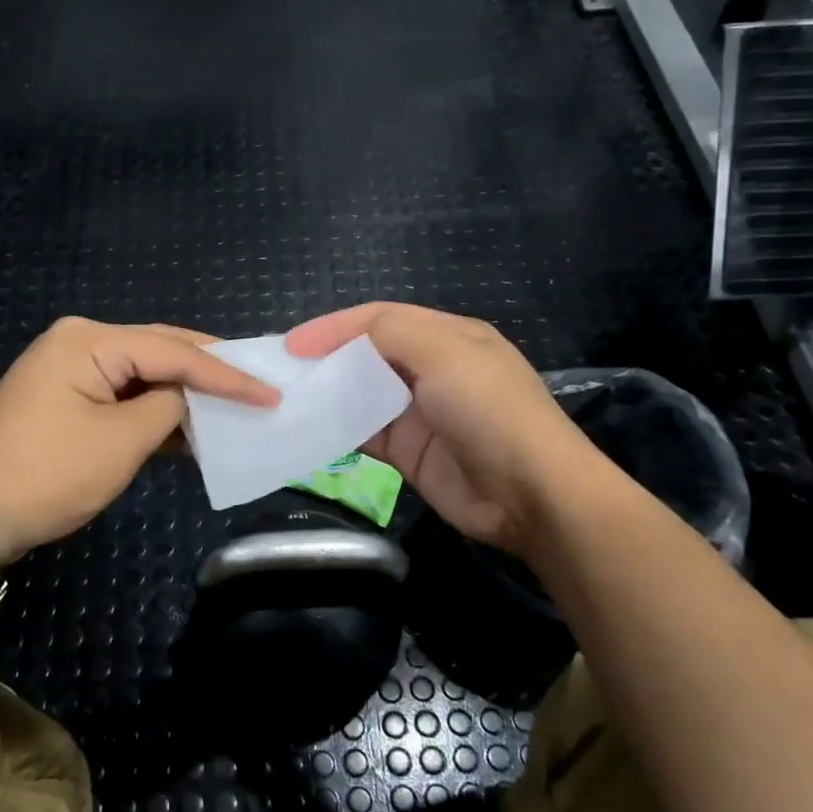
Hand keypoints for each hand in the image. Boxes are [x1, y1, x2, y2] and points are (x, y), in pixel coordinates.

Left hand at [0, 317, 278, 563]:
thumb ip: (170, 409)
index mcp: (91, 340)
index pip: (175, 351)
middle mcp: (81, 342)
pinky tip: (191, 428)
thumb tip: (193, 399)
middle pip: (160, 351)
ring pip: (144, 375)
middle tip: (259, 385)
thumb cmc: (47, 474)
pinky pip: (124, 395)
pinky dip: (157, 411)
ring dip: (185, 394)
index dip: (227, 375)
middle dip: (209, 373)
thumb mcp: (121, 442)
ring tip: (236, 405)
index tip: (271, 393)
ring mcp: (71, 369)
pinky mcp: (67, 398)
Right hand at [286, 303, 610, 559]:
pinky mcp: (408, 452)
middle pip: (367, 354)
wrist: (530, 493)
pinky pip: (363, 433)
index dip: (335, 326)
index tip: (293, 344)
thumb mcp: (445, 352)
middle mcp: (431, 369)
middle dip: (327, 358)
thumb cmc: (489, 410)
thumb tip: (332, 337)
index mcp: (447, 336)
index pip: (380, 318)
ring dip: (328, 395)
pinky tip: (307, 431)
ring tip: (285, 398)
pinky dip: (336, 430)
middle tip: (282, 371)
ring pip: (361, 394)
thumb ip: (389, 332)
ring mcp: (418, 413)